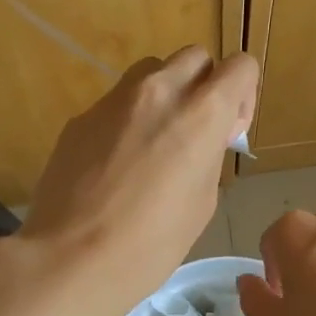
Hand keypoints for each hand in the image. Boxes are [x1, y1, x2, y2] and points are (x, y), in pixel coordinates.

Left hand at [17, 47, 258, 315]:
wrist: (72, 258)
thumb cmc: (151, 244)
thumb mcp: (202, 203)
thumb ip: (208, 155)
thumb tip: (199, 141)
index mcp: (200, 112)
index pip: (240, 65)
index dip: (242, 95)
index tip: (228, 132)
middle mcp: (158, 91)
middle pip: (194, 58)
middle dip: (203, 86)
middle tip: (193, 132)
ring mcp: (113, 100)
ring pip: (151, 72)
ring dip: (163, 94)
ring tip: (153, 142)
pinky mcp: (81, 117)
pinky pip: (115, 103)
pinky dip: (127, 120)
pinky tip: (114, 165)